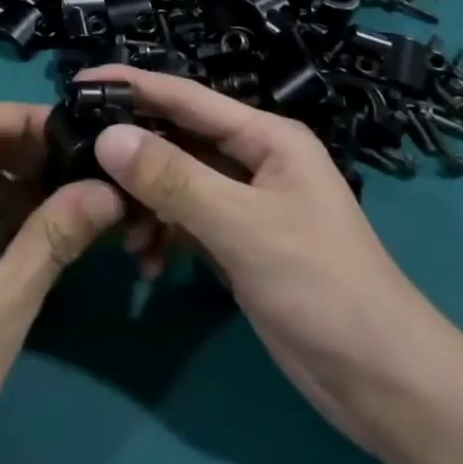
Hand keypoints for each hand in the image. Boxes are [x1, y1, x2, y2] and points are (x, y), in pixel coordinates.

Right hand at [83, 66, 462, 454]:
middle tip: (78, 161)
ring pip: (176, 183)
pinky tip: (148, 263)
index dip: (133, 84)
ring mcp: (246, 203)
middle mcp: (253, 159)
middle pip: (177, 139)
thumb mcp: (242, 226)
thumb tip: (107, 136)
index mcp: (266, 136)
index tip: (79, 80)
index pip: (187, 96)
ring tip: (119, 234)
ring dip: (145, 204)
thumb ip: (173, 179)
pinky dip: (163, 235)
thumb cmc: (321, 286)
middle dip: (132, 153)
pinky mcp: (239, 243)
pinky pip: (186, 221)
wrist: (384, 384)